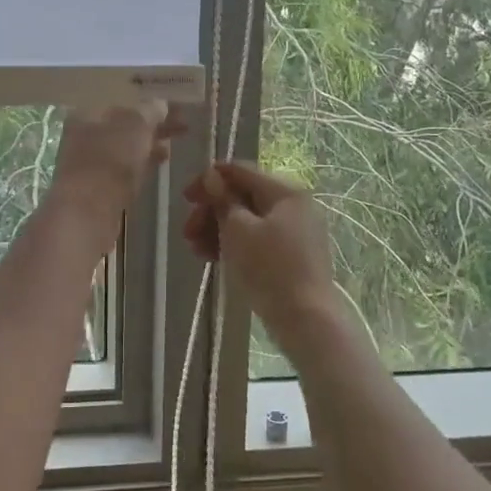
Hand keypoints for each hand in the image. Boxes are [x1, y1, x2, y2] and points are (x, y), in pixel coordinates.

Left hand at [48, 103, 185, 230]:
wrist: (88, 211)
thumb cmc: (110, 160)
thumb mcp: (136, 127)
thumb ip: (150, 112)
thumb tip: (160, 104)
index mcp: (88, 112)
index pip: (122, 101)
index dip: (149, 102)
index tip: (173, 107)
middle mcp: (83, 133)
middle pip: (124, 124)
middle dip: (152, 125)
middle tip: (182, 125)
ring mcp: (88, 161)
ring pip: (125, 146)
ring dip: (148, 145)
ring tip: (173, 145)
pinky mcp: (97, 185)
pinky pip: (123, 166)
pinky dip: (141, 162)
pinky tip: (158, 163)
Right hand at [182, 161, 339, 337]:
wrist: (305, 319)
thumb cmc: (269, 268)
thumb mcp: (237, 229)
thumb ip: (222, 199)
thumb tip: (212, 176)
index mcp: (284, 192)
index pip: (240, 171)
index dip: (209, 181)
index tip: (185, 198)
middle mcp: (293, 205)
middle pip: (242, 197)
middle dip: (211, 212)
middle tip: (187, 232)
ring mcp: (294, 231)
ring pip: (247, 220)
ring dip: (217, 230)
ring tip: (196, 250)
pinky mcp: (291, 255)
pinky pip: (257, 239)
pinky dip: (234, 244)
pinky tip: (212, 258)